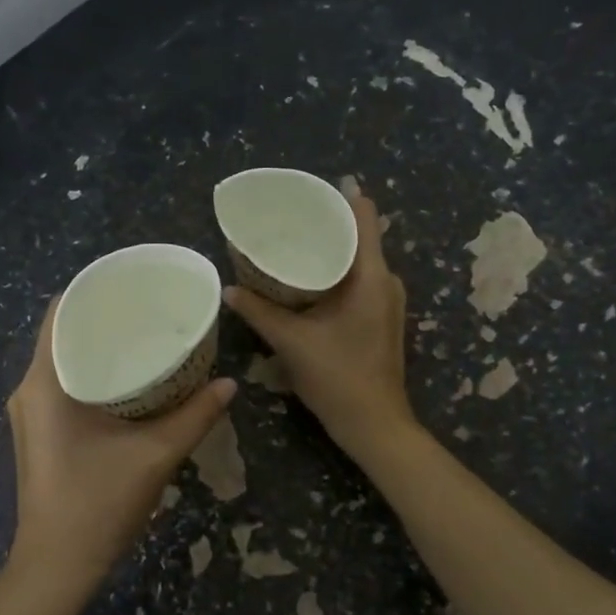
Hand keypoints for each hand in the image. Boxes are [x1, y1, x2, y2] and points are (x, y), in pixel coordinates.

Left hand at [6, 300, 236, 583]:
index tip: (130, 283)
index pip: (59, 312)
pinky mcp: (38, 433)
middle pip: (61, 333)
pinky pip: (62, 384)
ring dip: (97, 346)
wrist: (57, 567)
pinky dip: (91, 372)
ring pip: (62, 361)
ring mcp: (29, 414)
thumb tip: (230, 383)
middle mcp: (28, 390)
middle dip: (102, 317)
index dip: (92, 289)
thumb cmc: (98, 504)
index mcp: (43, 383)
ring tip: (141, 335)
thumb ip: (195, 415)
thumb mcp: (155, 455)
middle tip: (148, 308)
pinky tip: (126, 378)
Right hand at [223, 192, 414, 460]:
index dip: (339, 196)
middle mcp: (385, 281)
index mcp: (372, 276)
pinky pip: (359, 279)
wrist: (374, 424)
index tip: (308, 190)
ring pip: (359, 259)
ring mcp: (386, 300)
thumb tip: (229, 289)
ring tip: (292, 242)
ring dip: (330, 249)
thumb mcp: (292, 342)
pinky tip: (306, 278)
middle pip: (360, 235)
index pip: (364, 216)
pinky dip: (335, 271)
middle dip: (326, 223)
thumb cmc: (338, 376)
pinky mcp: (380, 317)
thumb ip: (259, 312)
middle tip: (288, 217)